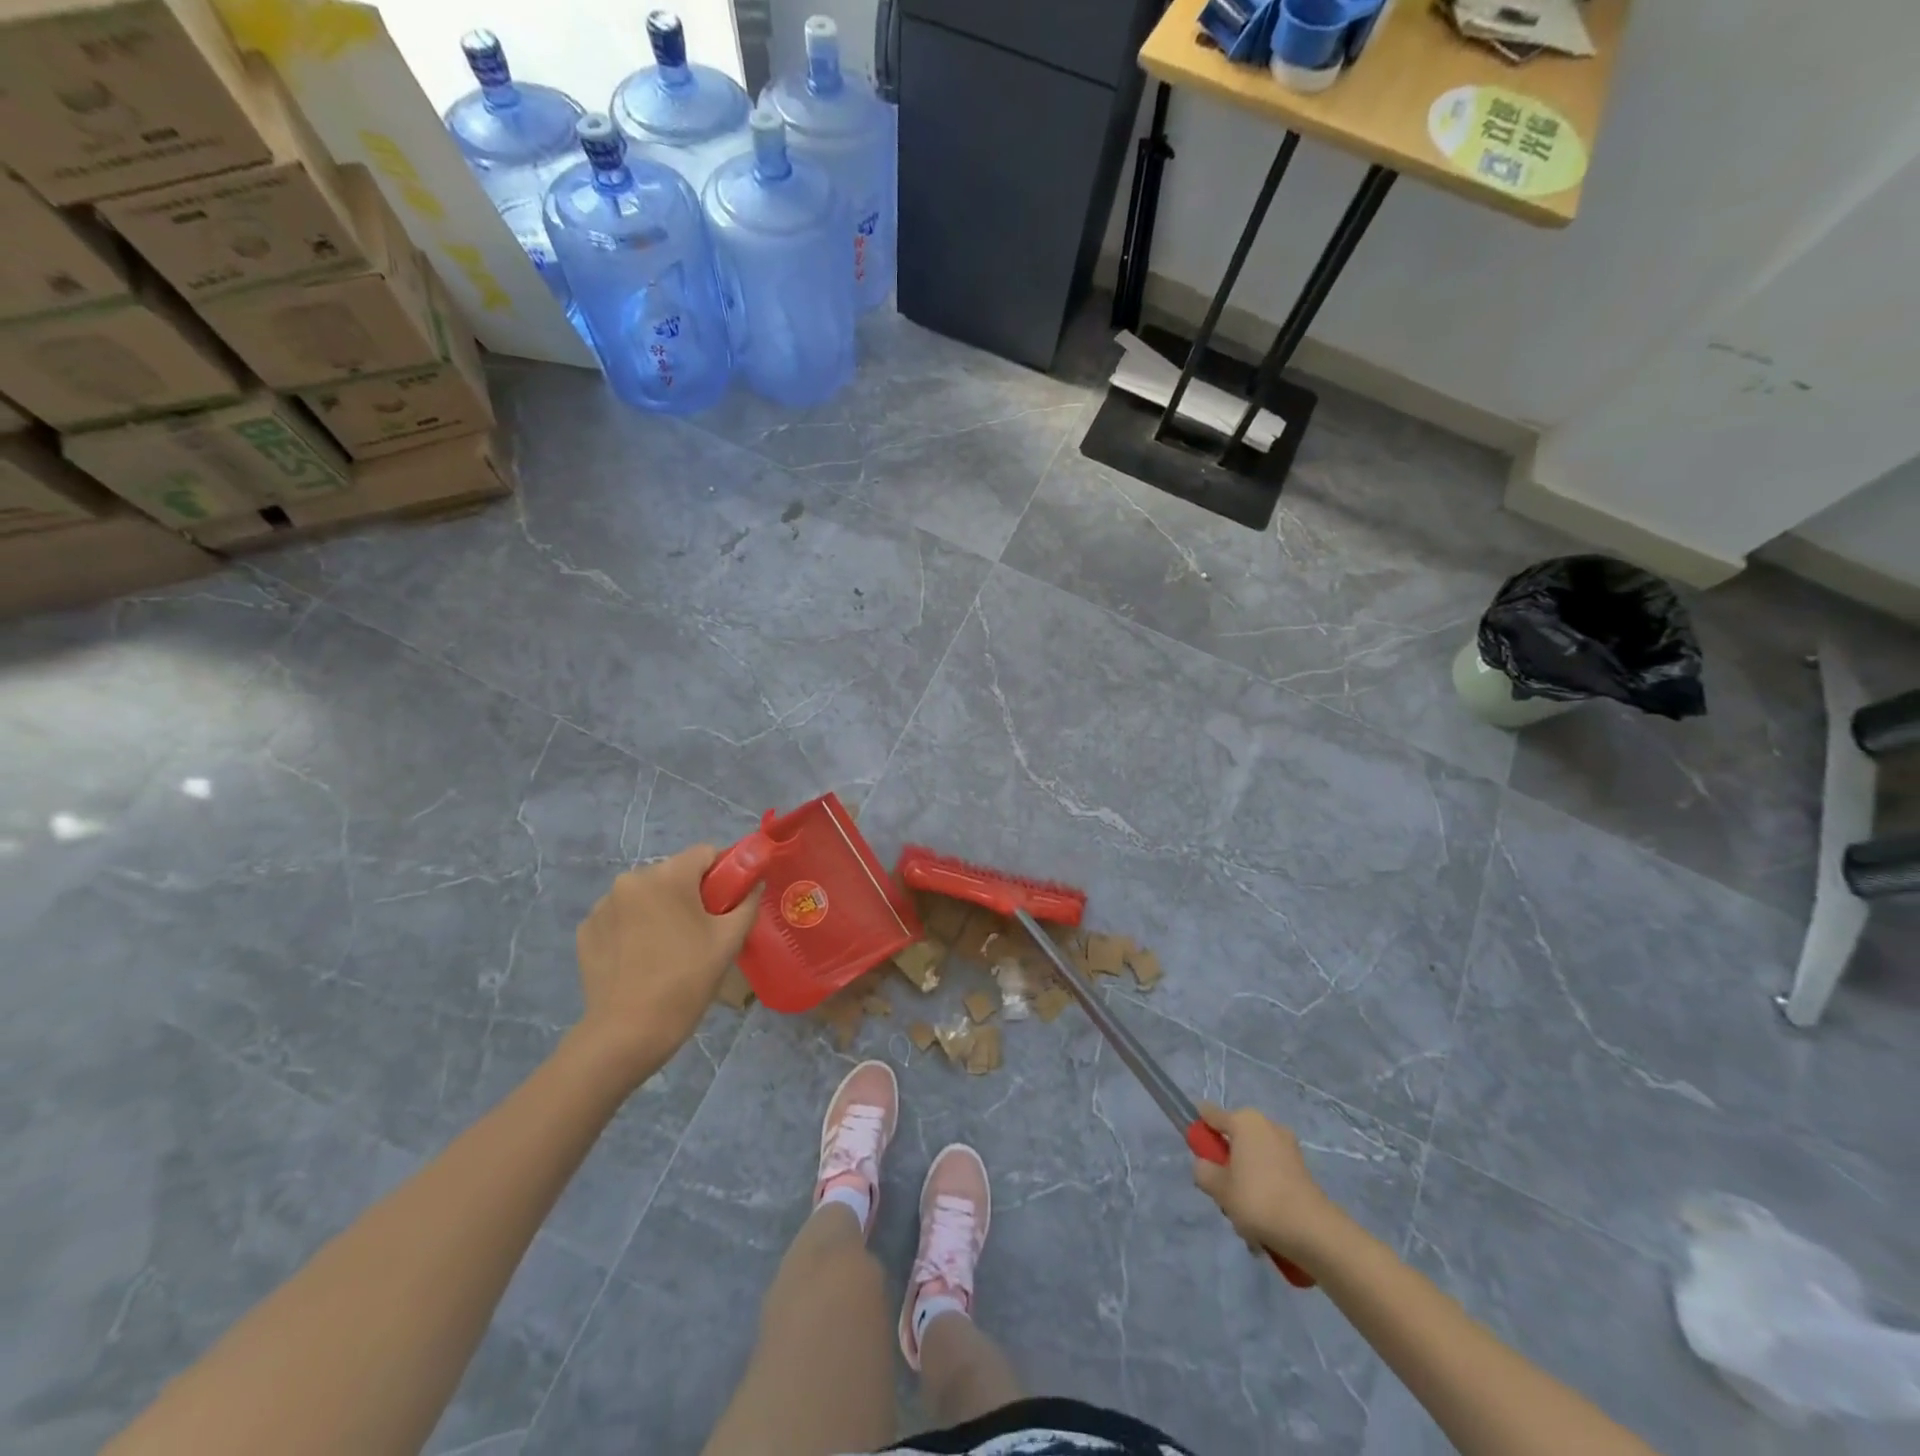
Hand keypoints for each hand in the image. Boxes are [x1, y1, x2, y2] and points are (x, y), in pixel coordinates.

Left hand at [574, 845, 759, 1082]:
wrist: (627, 1033)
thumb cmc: (686, 981)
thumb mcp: (728, 941)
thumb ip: (747, 902)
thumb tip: (755, 883)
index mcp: (667, 876)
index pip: (706, 853)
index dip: (725, 871)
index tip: (731, 901)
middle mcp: (630, 880)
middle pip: (674, 874)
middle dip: (692, 893)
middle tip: (704, 931)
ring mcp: (602, 906)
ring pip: (646, 895)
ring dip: (661, 910)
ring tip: (670, 949)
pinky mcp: (586, 931)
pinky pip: (621, 917)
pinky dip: (635, 928)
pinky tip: (642, 959)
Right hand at [1192, 1103, 1347, 1263]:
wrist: (1313, 1232)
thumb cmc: (1258, 1200)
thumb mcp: (1218, 1188)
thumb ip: (1203, 1171)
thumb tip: (1206, 1166)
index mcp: (1244, 1120)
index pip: (1210, 1114)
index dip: (1199, 1130)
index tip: (1197, 1154)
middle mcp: (1267, 1125)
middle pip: (1234, 1142)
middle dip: (1226, 1168)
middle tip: (1225, 1197)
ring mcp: (1287, 1148)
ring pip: (1253, 1163)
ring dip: (1245, 1187)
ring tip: (1246, 1221)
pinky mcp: (1302, 1171)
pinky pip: (1272, 1177)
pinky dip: (1265, 1195)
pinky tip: (1265, 1227)